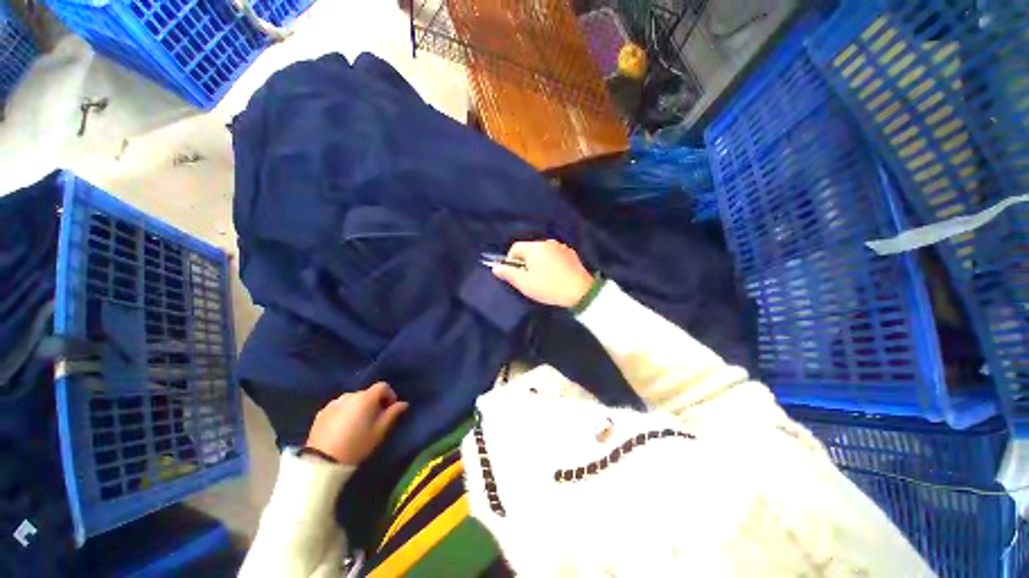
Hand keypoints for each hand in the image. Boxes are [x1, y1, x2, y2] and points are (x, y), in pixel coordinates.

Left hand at [306, 382, 408, 465]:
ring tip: (357, 424)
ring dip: (358, 407)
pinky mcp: (321, 413)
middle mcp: (349, 395)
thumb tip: (403, 403)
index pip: (383, 386)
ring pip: (352, 400)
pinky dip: (344, 413)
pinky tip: (342, 428)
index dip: (390, 395)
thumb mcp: (379, 431)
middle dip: (373, 403)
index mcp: (366, 397)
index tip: (390, 409)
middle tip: (374, 419)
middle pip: (367, 393)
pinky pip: (338, 408)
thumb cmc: (357, 445)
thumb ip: (393, 414)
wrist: (322, 462)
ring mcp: (333, 403)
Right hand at [491, 240, 593, 307]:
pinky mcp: (571, 254)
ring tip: (543, 279)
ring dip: (538, 262)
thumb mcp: (524, 283)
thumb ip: (508, 273)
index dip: (510, 260)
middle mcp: (548, 243)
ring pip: (542, 252)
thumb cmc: (549, 287)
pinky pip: (554, 255)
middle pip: (529, 249)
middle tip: (529, 279)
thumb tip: (495, 267)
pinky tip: (555, 276)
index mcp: (535, 247)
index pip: (515, 248)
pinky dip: (550, 263)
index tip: (515, 275)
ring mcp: (561, 247)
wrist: (580, 291)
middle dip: (525, 262)